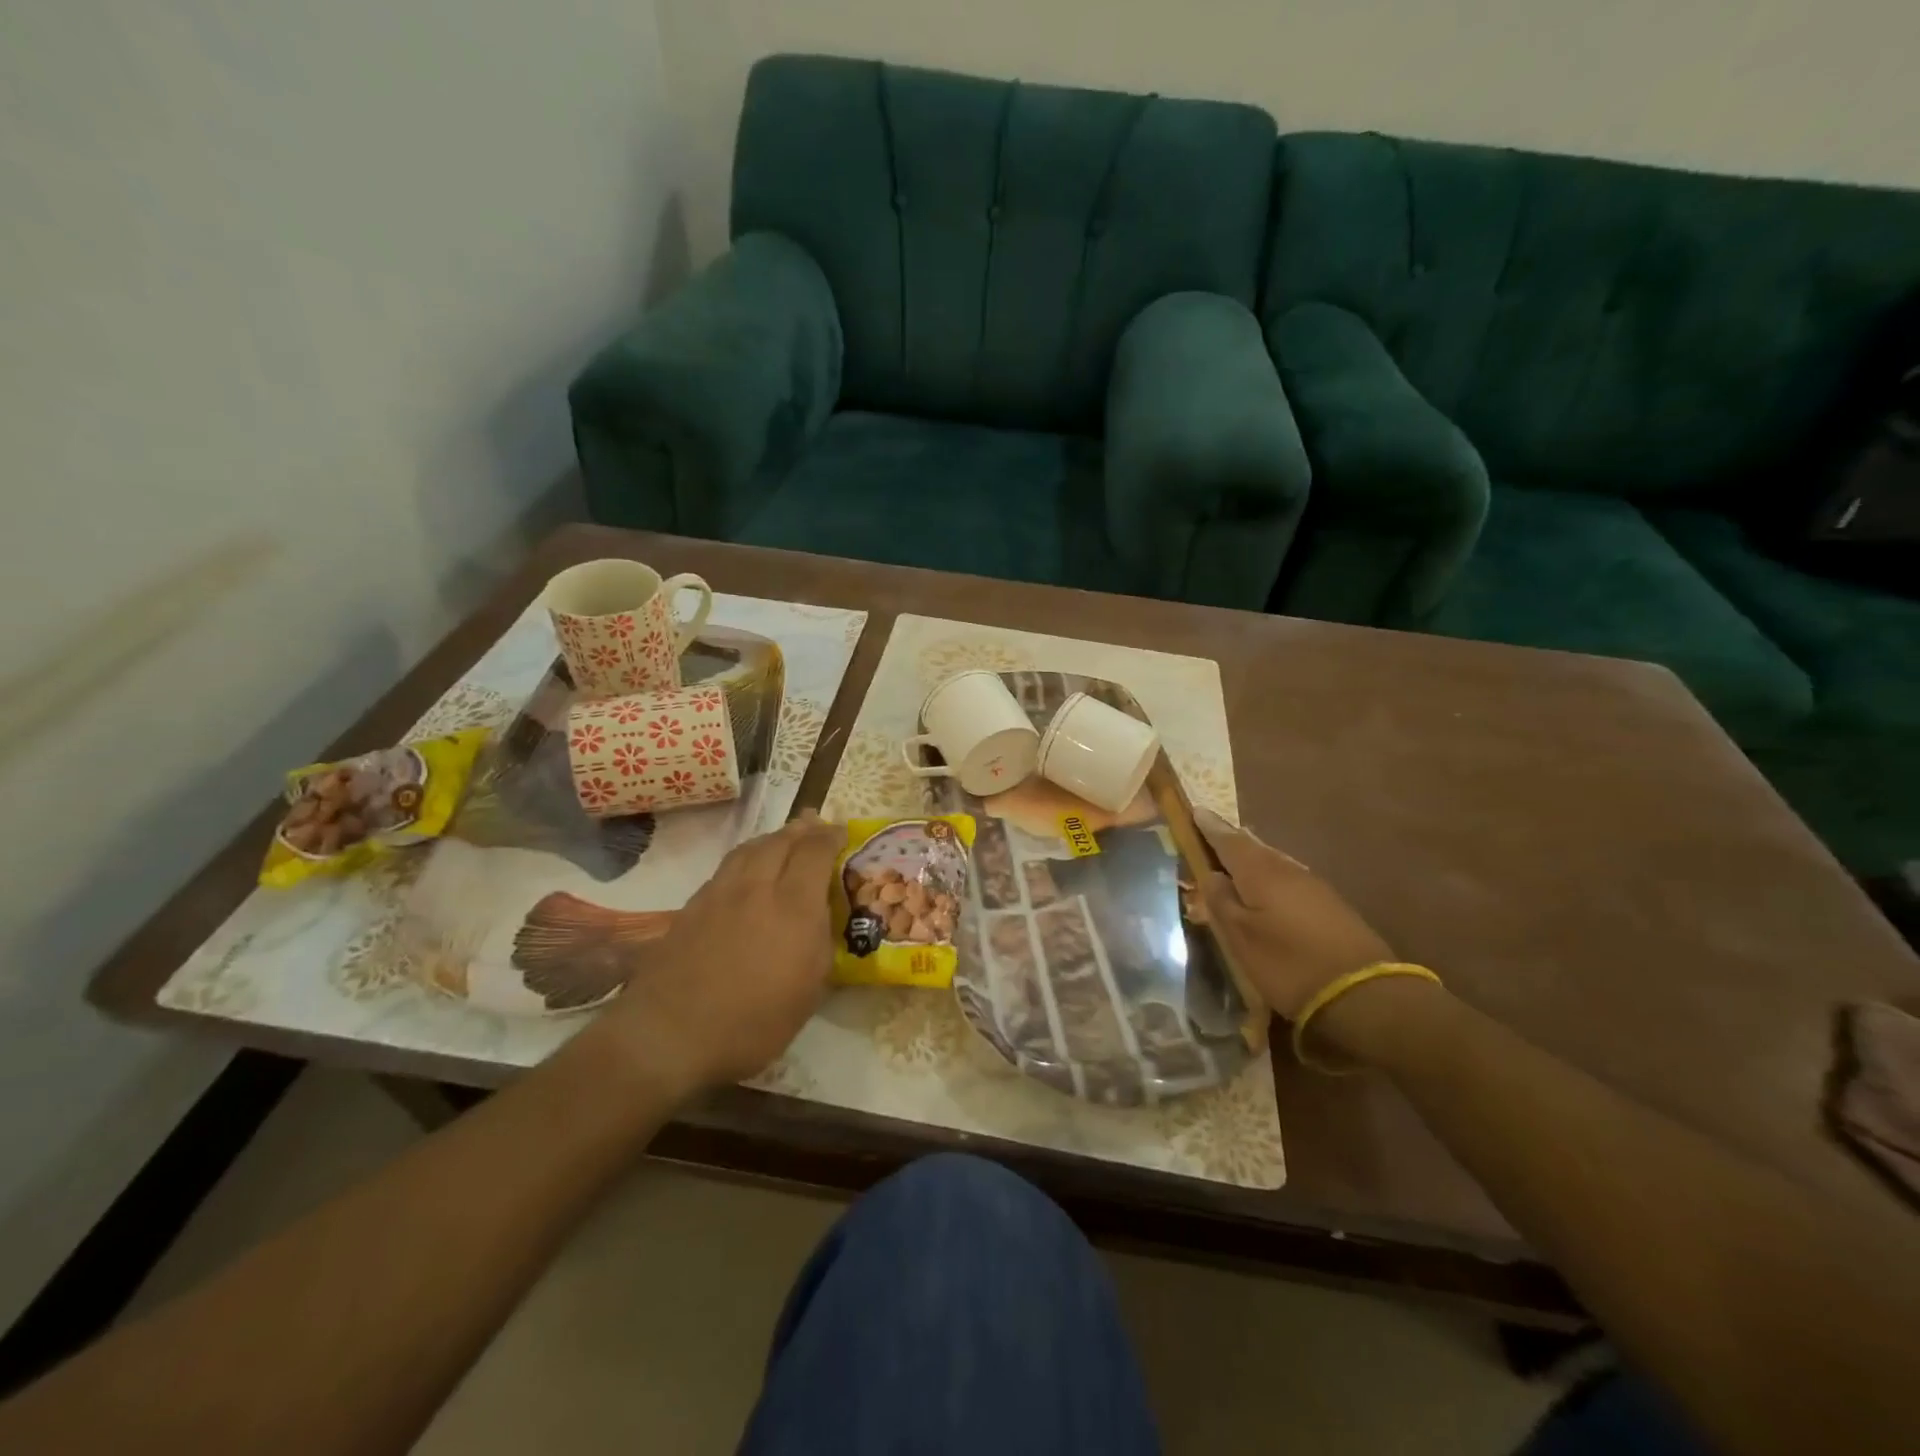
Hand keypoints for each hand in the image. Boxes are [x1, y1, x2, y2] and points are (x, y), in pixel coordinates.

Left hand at [591, 811, 841, 1097]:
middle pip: (780, 841)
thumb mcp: (808, 992)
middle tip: (814, 825)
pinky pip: (726, 867)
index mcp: (793, 906)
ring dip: (771, 838)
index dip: (831, 836)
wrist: (669, 1035)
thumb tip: (821, 915)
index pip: (815, 851)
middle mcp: (757, 888)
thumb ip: (820, 943)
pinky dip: (745, 858)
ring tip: (782, 839)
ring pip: (749, 849)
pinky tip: (746, 872)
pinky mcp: (692, 907)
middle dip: (801, 829)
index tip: (841, 832)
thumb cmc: (753, 1023)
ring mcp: (719, 894)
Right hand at [1196, 808, 1396, 1019]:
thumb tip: (1211, 874)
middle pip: (1252, 846)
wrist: (1362, 994)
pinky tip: (1265, 888)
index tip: (1194, 810)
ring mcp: (1312, 885)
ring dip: (1250, 857)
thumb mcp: (1240, 936)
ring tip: (1233, 859)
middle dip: (1230, 839)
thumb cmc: (1287, 963)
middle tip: (1210, 833)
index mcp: (1260, 871)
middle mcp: (1287, 869)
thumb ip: (1221, 901)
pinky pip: (1288, 877)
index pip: (1227, 839)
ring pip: (1272, 861)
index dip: (1208, 826)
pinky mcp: (1329, 904)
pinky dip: (1269, 875)